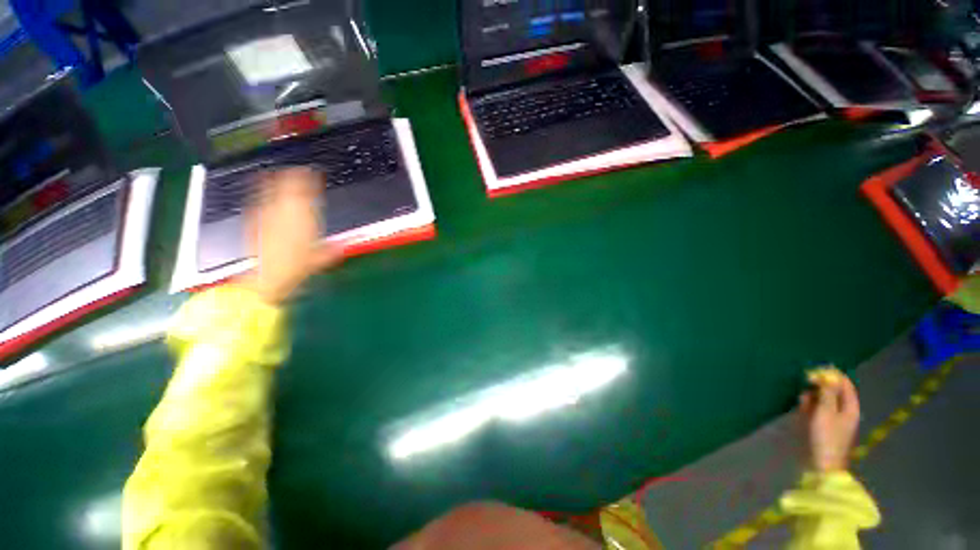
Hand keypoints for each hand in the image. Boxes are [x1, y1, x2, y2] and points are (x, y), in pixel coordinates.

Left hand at [239, 167, 342, 303]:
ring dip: (276, 182)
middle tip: (297, 171)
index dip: (310, 180)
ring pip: (271, 191)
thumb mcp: (320, 260)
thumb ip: (331, 250)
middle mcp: (284, 212)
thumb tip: (341, 246)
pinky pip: (258, 202)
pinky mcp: (252, 222)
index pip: (307, 192)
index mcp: (304, 218)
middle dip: (293, 176)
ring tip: (277, 175)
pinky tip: (261, 195)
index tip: (313, 174)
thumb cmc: (295, 269)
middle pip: (287, 187)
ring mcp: (266, 215)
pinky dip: (261, 195)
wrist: (264, 278)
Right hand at [798, 367, 860, 472]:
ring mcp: (834, 420)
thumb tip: (828, 375)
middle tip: (806, 380)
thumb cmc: (826, 437)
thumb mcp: (825, 412)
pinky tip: (801, 404)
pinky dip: (811, 404)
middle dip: (821, 385)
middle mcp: (845, 412)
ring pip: (825, 400)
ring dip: (814, 394)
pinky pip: (818, 409)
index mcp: (850, 408)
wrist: (822, 464)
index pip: (846, 385)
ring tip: (802, 393)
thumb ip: (827, 393)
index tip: (817, 369)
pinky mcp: (823, 426)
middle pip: (835, 392)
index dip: (833, 376)